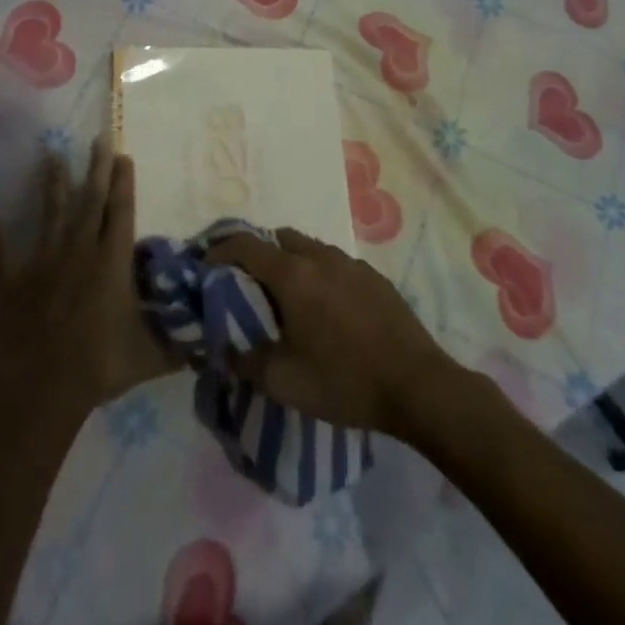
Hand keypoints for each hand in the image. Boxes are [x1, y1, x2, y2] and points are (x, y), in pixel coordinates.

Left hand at [0, 138, 178, 420]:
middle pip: (90, 201)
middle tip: (97, 139)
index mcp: (112, 262)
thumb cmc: (99, 367)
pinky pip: (3, 255)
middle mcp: (79, 251)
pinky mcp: (15, 282)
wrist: (42, 388)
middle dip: (96, 169)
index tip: (123, 155)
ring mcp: (44, 263)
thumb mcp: (149, 356)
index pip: (120, 212)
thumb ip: (176, 343)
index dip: (123, 183)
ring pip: (51, 215)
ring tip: (51, 156)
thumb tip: (206, 339)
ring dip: (52, 185)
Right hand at [207, 228, 457, 438]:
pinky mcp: (374, 276)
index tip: (206, 265)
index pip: (245, 245)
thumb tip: (224, 348)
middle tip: (247, 283)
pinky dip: (320, 273)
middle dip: (257, 253)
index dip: (220, 250)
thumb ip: (245, 361)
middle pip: (278, 238)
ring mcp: (350, 263)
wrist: (417, 386)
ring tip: (287, 297)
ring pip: (309, 247)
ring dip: (290, 262)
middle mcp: (319, 257)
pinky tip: (327, 308)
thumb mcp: (283, 382)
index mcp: (292, 275)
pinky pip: (335, 263)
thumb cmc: (344, 381)